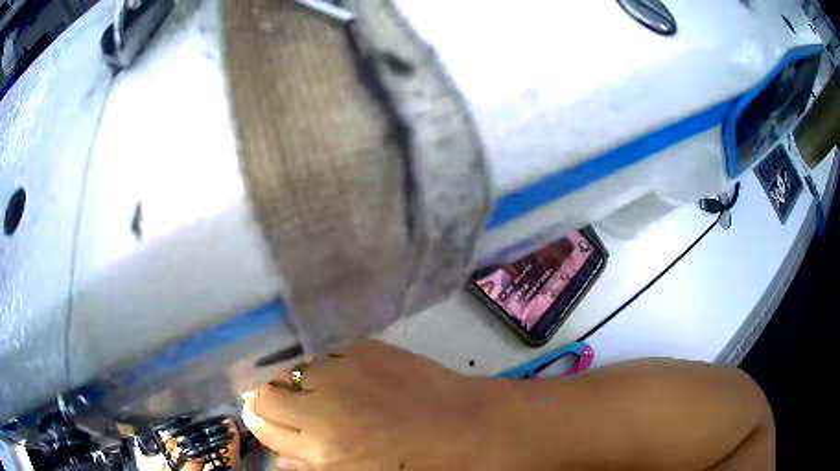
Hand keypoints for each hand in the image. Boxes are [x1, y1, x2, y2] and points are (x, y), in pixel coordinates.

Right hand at [242, 339, 495, 469]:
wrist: (467, 427)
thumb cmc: (416, 464)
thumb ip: (311, 468)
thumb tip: (280, 457)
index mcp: (320, 447)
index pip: (260, 422)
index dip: (259, 420)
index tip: (266, 418)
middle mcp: (322, 404)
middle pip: (264, 389)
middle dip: (267, 397)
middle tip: (286, 403)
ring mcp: (342, 370)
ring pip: (288, 365)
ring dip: (291, 377)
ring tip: (313, 388)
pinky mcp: (363, 347)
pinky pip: (322, 351)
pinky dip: (321, 363)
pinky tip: (339, 374)